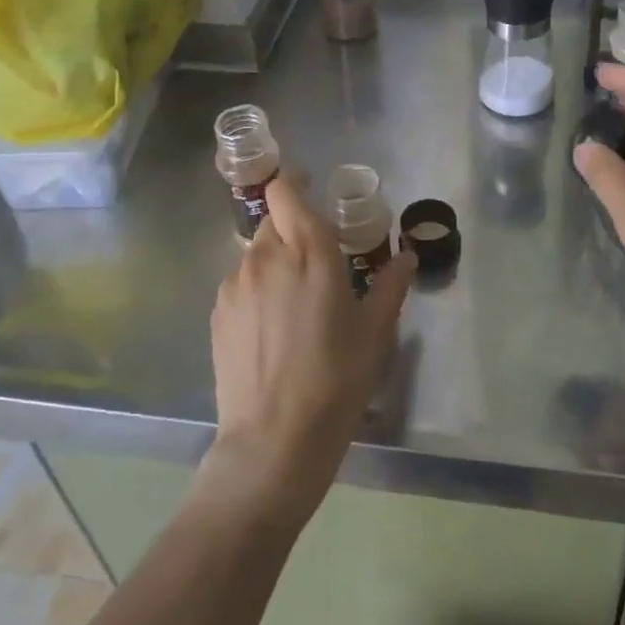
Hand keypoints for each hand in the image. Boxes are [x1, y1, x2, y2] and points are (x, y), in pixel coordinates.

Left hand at [206, 177, 415, 521]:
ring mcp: (236, 284)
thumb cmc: (336, 381)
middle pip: (273, 220)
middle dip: (294, 230)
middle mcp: (266, 256)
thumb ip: (390, 285)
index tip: (312, 193)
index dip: (295, 183)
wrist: (273, 441)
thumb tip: (406, 256)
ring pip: (256, 253)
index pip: (285, 190)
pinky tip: (273, 328)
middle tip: (318, 262)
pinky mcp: (218, 312)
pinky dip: (257, 288)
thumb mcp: (374, 333)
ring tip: (296, 303)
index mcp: (309, 251)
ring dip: (276, 261)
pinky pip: (241, 282)